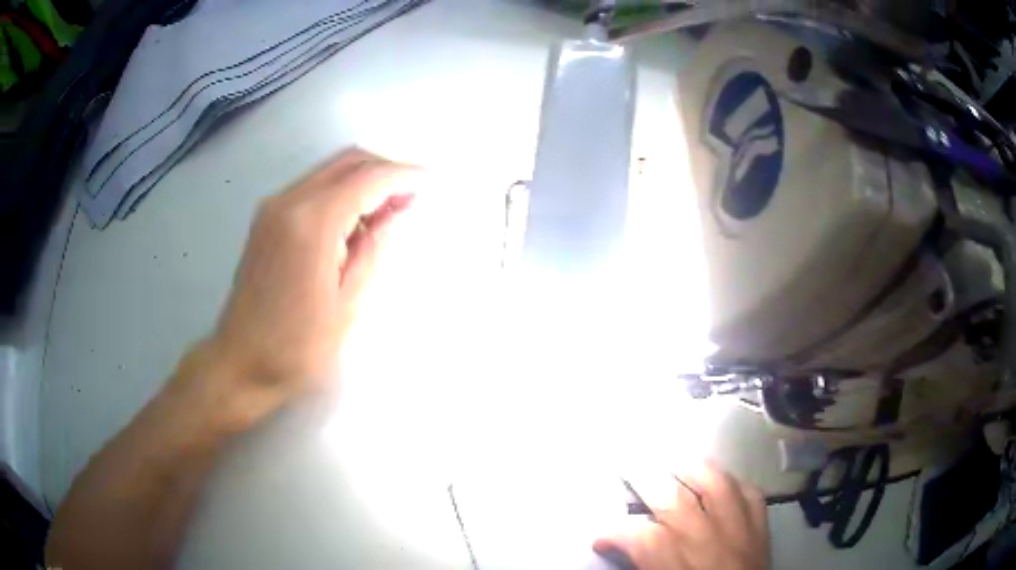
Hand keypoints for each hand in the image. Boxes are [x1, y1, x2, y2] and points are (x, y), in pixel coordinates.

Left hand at [182, 149, 418, 413]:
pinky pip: (313, 186)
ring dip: (363, 178)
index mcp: (311, 224)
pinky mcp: (266, 218)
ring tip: (389, 208)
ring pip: (329, 169)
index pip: (366, 179)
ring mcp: (273, 207)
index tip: (429, 180)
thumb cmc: (297, 347)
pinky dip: (341, 190)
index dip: (402, 175)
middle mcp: (289, 202)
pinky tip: (354, 219)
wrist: (240, 361)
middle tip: (411, 195)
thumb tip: (393, 213)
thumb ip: (372, 250)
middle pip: (347, 161)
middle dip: (385, 169)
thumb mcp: (346, 306)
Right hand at [595, 463, 769, 569]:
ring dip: (690, 468)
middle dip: (644, 476)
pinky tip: (720, 481)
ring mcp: (739, 529)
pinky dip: (732, 483)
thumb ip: (643, 564)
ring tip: (671, 461)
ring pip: (716, 483)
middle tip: (626, 463)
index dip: (614, 533)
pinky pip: (749, 493)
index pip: (638, 536)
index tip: (601, 539)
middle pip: (673, 499)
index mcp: (675, 563)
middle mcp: (706, 540)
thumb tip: (619, 548)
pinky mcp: (762, 528)